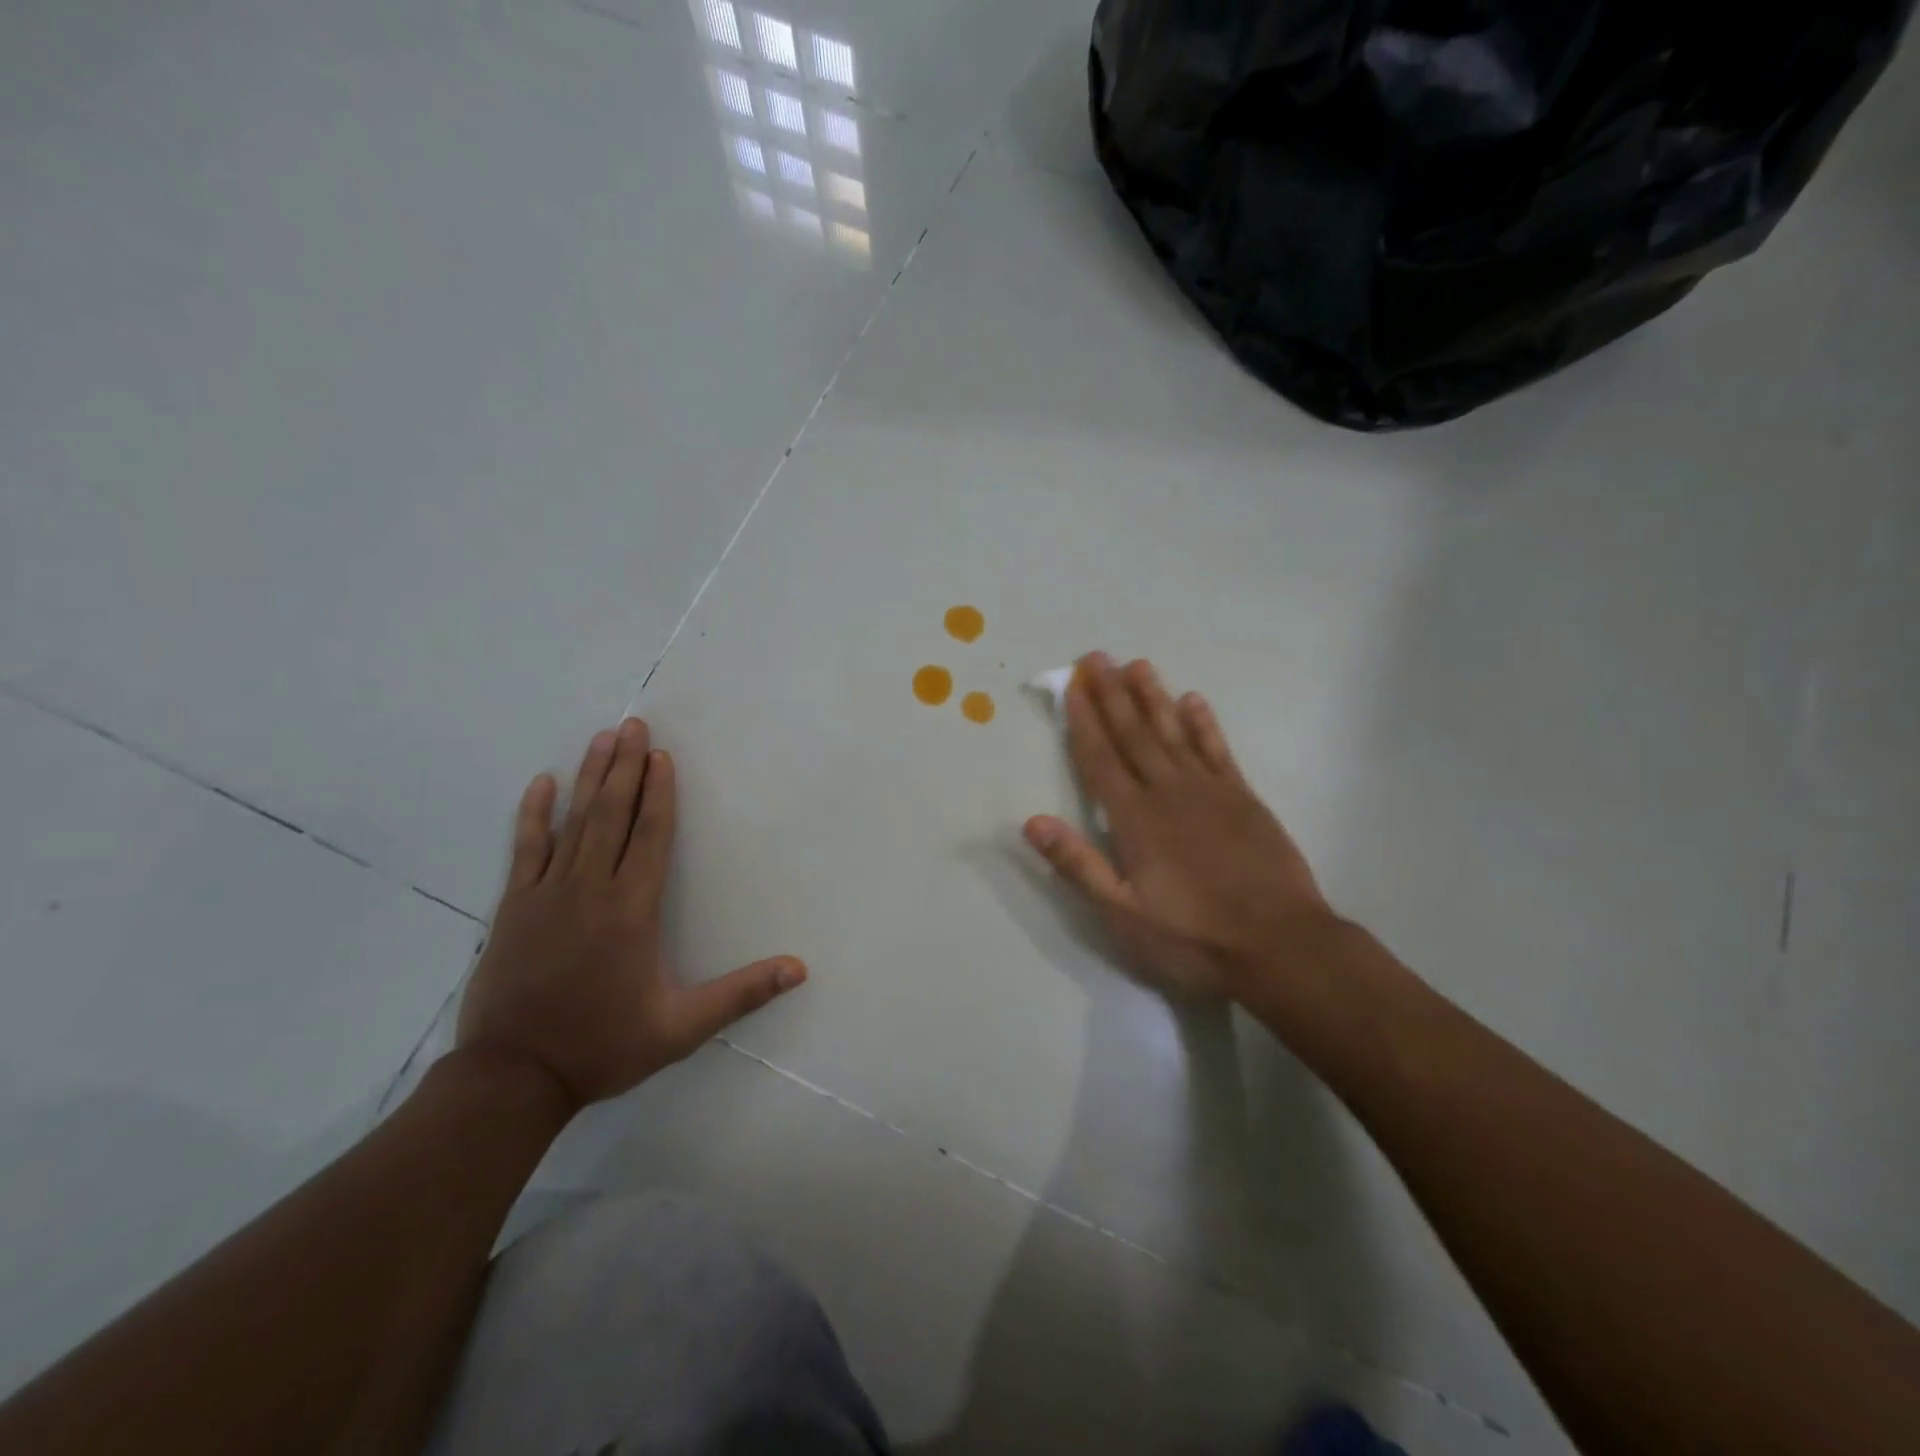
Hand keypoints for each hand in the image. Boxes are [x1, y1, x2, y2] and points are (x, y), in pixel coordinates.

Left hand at [458, 719, 805, 1111]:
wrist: (514, 1077)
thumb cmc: (603, 1046)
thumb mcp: (682, 1027)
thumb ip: (741, 994)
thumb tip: (799, 969)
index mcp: (633, 910)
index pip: (651, 836)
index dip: (660, 793)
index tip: (662, 755)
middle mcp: (592, 889)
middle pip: (613, 815)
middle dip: (624, 767)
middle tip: (632, 724)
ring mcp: (548, 894)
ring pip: (573, 822)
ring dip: (589, 777)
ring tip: (602, 738)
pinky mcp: (515, 907)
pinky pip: (526, 849)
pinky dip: (534, 814)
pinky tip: (541, 784)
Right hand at [1024, 654, 1331, 1000]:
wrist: (1280, 944)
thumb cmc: (1192, 936)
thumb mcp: (1123, 914)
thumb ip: (1078, 865)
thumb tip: (1032, 821)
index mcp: (1135, 819)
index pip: (1100, 759)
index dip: (1084, 721)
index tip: (1072, 686)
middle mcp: (1168, 792)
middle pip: (1134, 735)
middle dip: (1112, 695)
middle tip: (1097, 657)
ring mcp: (1210, 791)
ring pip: (1173, 732)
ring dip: (1153, 698)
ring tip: (1137, 665)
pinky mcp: (1243, 798)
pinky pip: (1218, 750)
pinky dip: (1203, 724)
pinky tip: (1193, 701)